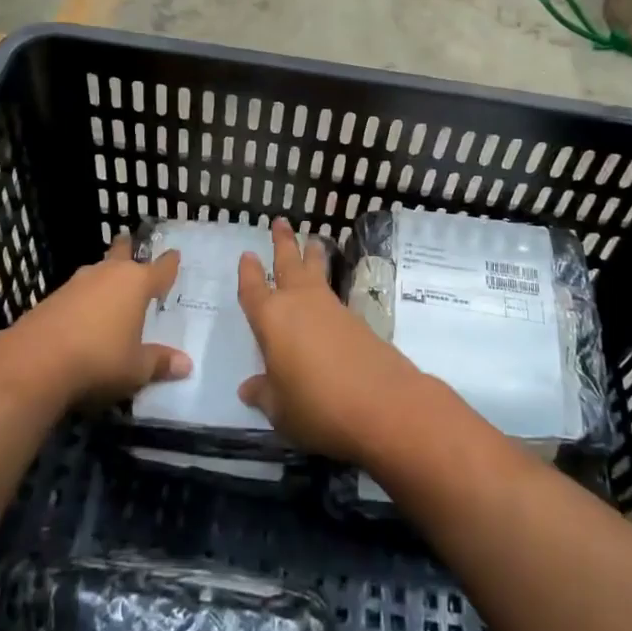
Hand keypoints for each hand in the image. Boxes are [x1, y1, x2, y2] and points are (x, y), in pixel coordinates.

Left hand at [7, 235, 190, 406]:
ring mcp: (76, 283)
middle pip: (121, 253)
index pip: (161, 268)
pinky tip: (83, 314)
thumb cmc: (99, 360)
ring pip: (96, 271)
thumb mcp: (136, 369)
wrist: (34, 363)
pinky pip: (77, 292)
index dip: (170, 263)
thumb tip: (186, 365)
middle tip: (129, 242)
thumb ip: (160, 363)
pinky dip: (84, 298)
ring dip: (103, 276)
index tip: (175, 254)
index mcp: (136, 283)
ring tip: (109, 285)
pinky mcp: (52, 298)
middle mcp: (108, 274)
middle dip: (127, 248)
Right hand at [237, 219, 422, 462]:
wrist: (383, 403)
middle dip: (283, 242)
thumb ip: (264, 393)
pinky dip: (328, 284)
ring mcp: (331, 308)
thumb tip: (249, 388)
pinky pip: (334, 293)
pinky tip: (328, 295)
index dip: (249, 273)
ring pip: (317, 272)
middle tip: (280, 221)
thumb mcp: (280, 409)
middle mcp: (300, 303)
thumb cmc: (317, 405)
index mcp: (271, 319)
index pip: (254, 290)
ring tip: (313, 240)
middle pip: (288, 263)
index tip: (247, 254)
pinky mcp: (357, 320)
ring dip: (312, 255)